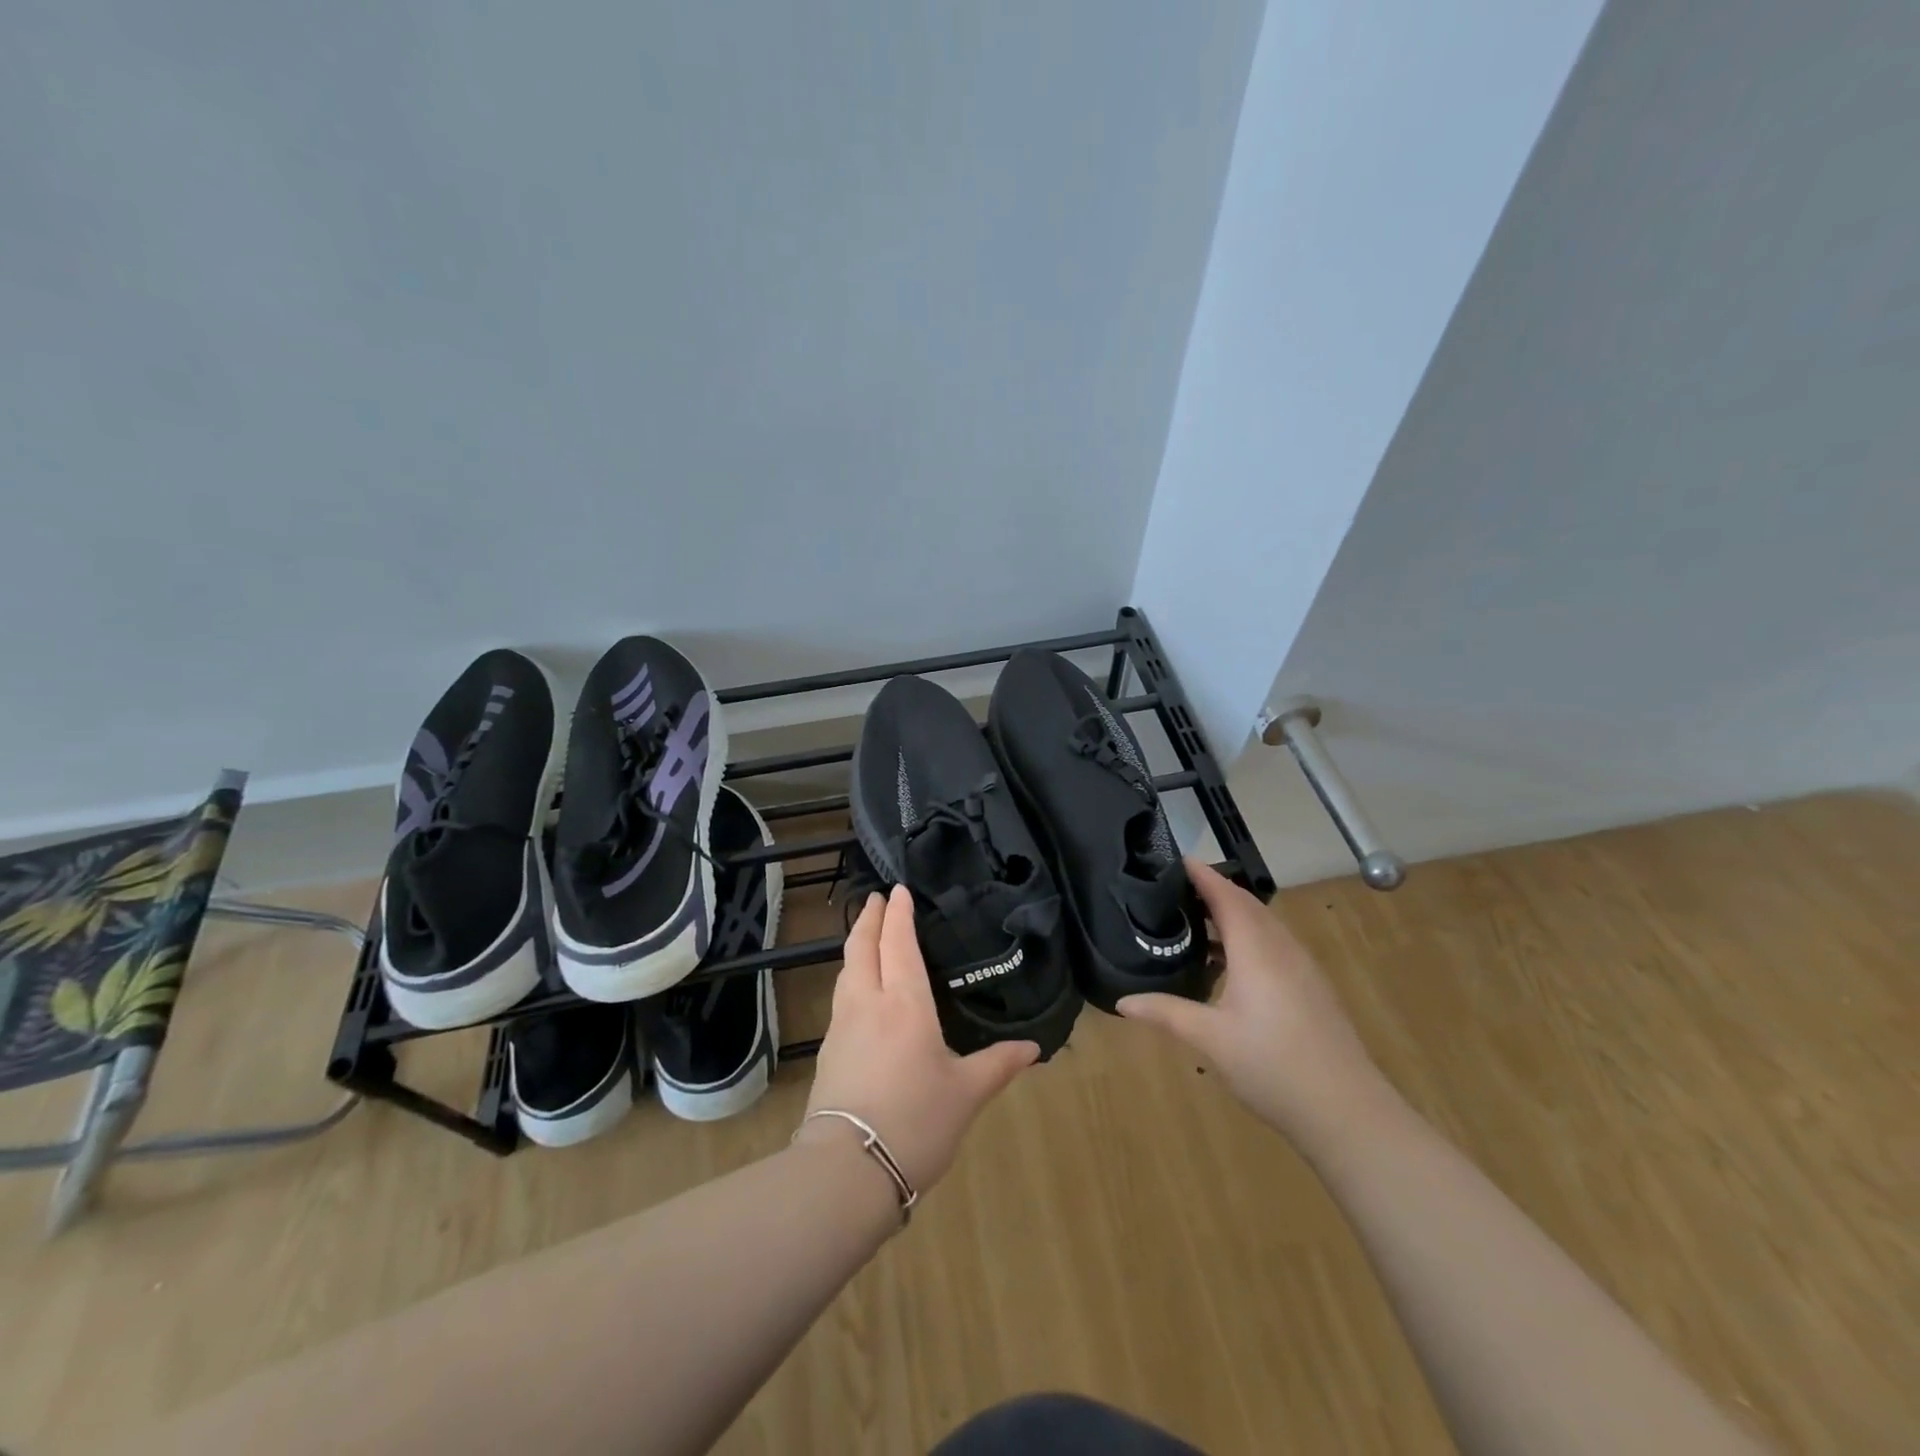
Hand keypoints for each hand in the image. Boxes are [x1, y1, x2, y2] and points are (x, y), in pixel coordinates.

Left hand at [801, 887, 1038, 1193]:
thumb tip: (1033, 1048)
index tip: (897, 889)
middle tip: (876, 898)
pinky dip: (850, 977)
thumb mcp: (966, 1094)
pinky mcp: (827, 1052)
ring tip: (866, 937)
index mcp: (905, 1004)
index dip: (898, 914)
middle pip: (862, 948)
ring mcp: (842, 1026)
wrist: (846, 1170)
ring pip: (846, 971)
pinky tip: (859, 992)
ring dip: (856, 946)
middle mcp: (868, 1003)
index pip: (899, 944)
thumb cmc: (915, 1122)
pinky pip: (840, 998)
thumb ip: (998, 1065)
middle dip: (869, 919)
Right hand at [1118, 858, 1383, 1144]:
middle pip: (1246, 904)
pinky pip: (1273, 945)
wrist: (1347, 1112)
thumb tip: (1122, 1001)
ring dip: (1231, 913)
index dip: (1202, 874)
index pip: (1226, 896)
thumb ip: (1166, 1013)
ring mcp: (1301, 968)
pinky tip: (1228, 964)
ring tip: (1193, 920)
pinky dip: (1247, 937)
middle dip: (1213, 889)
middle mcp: (1281, 948)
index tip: (1174, 859)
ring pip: (1263, 925)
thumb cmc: (1273, 1066)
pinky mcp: (1310, 988)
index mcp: (1256, 950)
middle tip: (1173, 887)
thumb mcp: (1210, 1040)